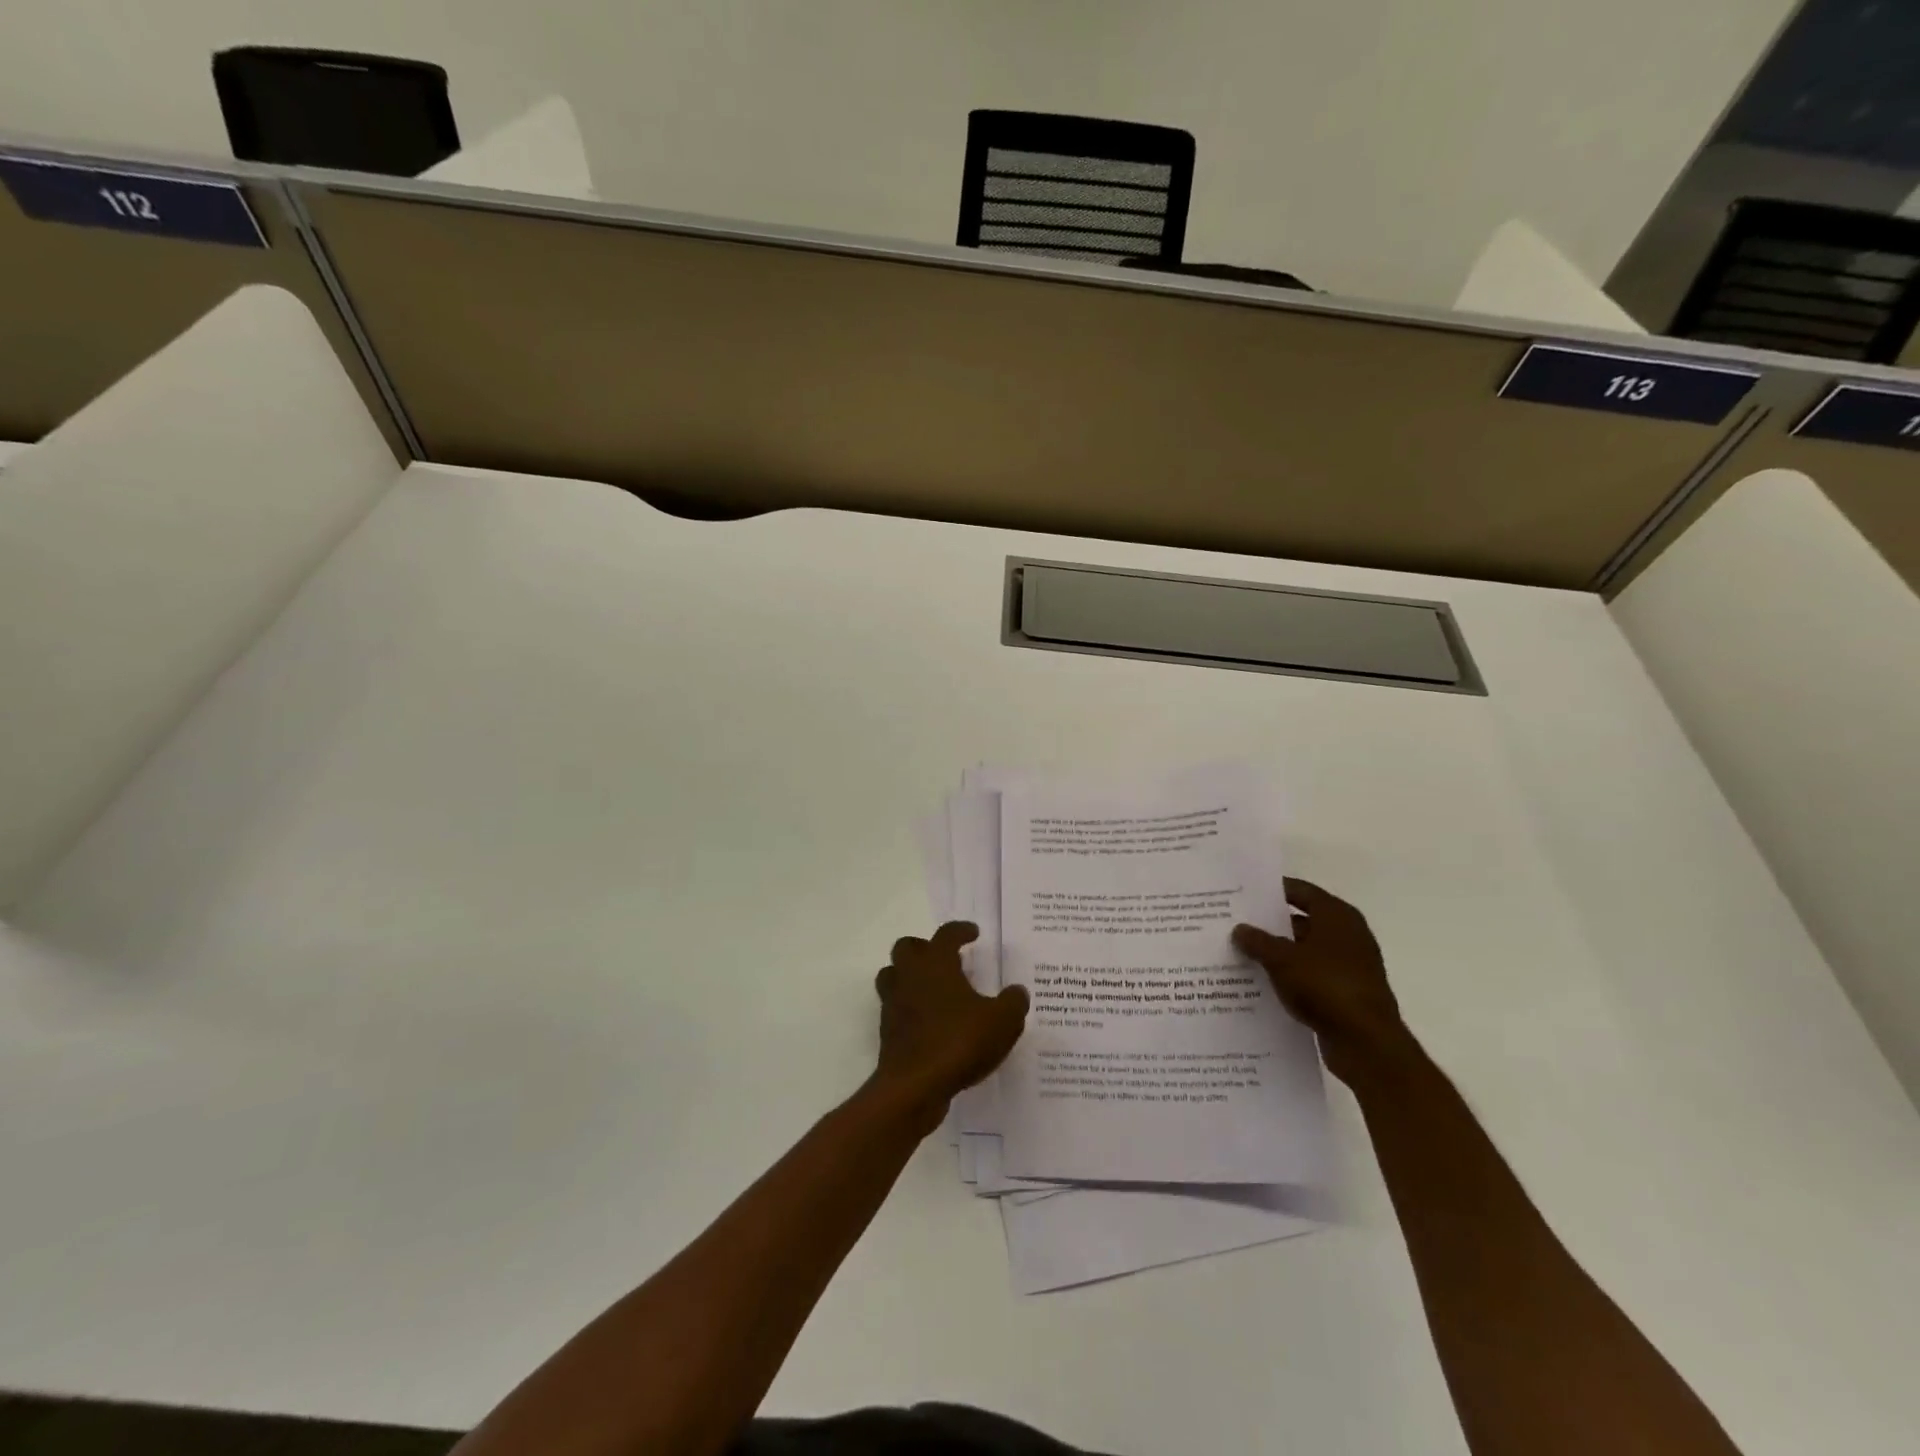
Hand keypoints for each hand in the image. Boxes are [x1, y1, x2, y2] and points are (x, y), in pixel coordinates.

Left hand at [873, 922, 1028, 1120]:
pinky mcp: (888, 1031)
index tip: (973, 933)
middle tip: (946, 960)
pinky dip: (910, 1009)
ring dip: (910, 977)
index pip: (946, 934)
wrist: (915, 1086)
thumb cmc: (959, 1041)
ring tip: (935, 989)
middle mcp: (910, 976)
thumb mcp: (1002, 1021)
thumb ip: (1013, 1002)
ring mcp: (894, 1003)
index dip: (961, 930)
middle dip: (925, 948)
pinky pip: (897, 1008)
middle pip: (907, 948)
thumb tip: (1017, 991)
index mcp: (936, 963)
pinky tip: (932, 1023)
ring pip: (894, 976)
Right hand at [1233, 878, 1409, 1084]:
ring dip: (1279, 954)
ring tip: (1242, 955)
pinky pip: (1311, 977)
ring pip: (1305, 951)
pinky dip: (1291, 977)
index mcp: (1337, 916)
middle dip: (1271, 925)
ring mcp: (1349, 966)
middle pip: (1303, 921)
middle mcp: (1348, 935)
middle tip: (1236, 924)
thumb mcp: (1282, 959)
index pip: (1301, 891)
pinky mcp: (1346, 993)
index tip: (1244, 893)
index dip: (1273, 891)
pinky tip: (1262, 984)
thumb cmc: (1326, 986)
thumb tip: (1239, 929)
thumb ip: (1258, 941)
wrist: (1366, 1043)